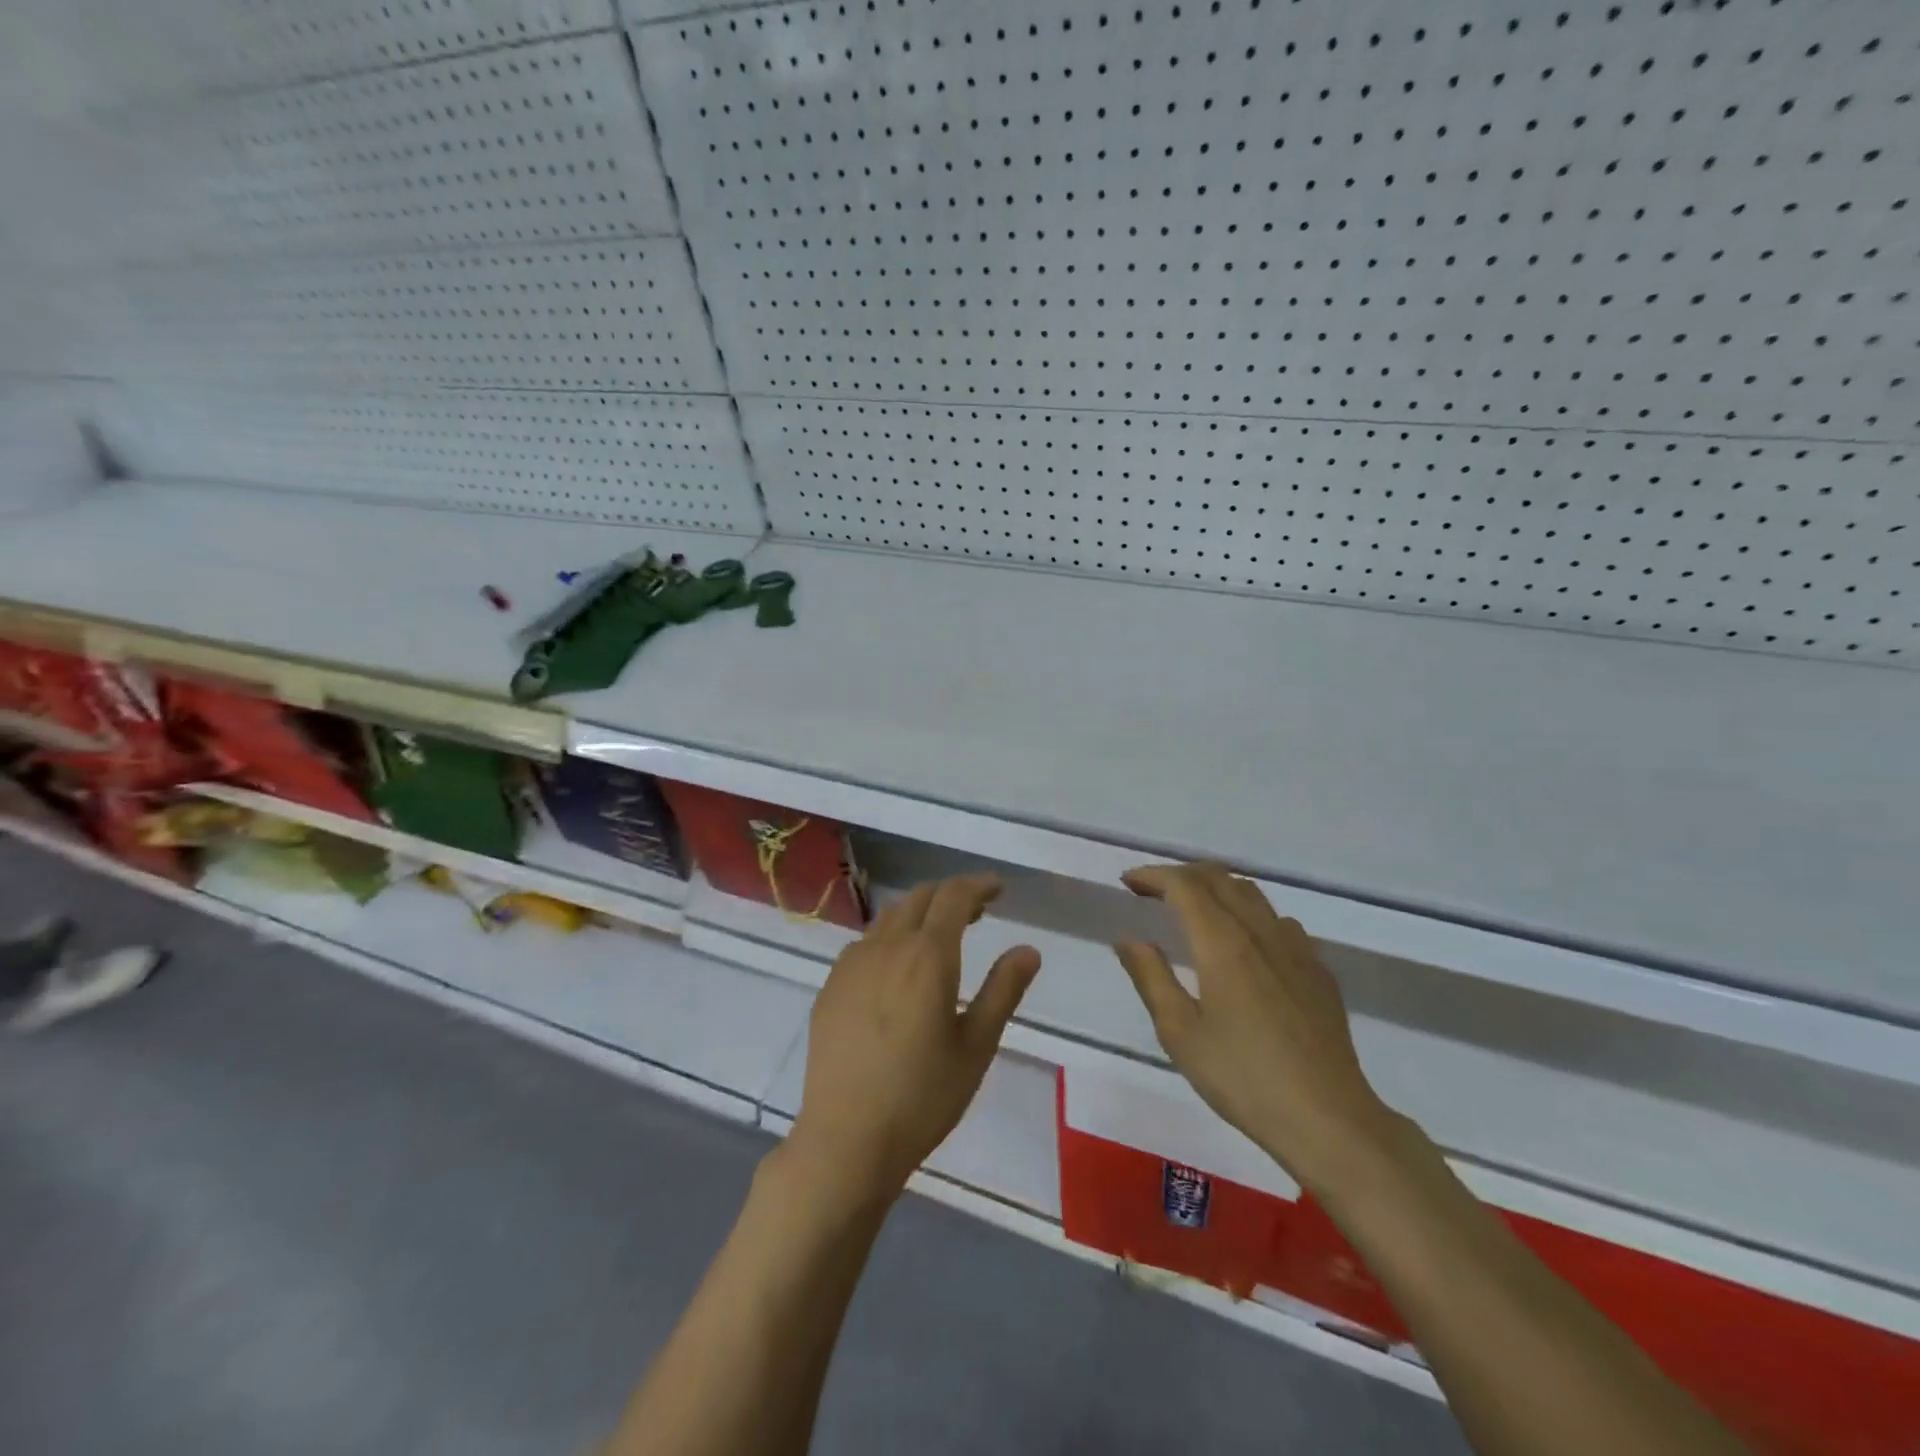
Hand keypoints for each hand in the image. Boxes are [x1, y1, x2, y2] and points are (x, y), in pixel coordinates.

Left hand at [787, 874, 1040, 1204]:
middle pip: (920, 898)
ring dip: (920, 913)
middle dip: (951, 895)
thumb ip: (1003, 990)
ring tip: (941, 937)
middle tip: (977, 912)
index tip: (998, 889)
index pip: (954, 896)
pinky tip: (898, 968)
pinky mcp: (831, 985)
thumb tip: (1028, 949)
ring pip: (891, 917)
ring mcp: (852, 964)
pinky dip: (892, 937)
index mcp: (928, 956)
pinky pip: (866, 943)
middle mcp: (887, 947)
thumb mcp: (976, 1046)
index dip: (978, 885)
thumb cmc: (923, 1096)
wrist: (846, 1139)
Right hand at [1113, 862, 1392, 1189]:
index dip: (1153, 875)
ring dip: (1215, 889)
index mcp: (1223, 943)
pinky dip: (1248, 914)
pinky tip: (1242, 944)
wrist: (1329, 1119)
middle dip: (1181, 875)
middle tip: (1152, 891)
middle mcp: (1261, 932)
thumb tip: (1128, 938)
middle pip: (1219, 878)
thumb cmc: (1243, 1078)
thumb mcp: (1180, 1033)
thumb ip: (1150, 977)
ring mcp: (1296, 948)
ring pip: (1252, 894)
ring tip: (1192, 910)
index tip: (1128, 882)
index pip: (1185, 885)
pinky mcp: (1318, 970)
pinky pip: (1278, 921)